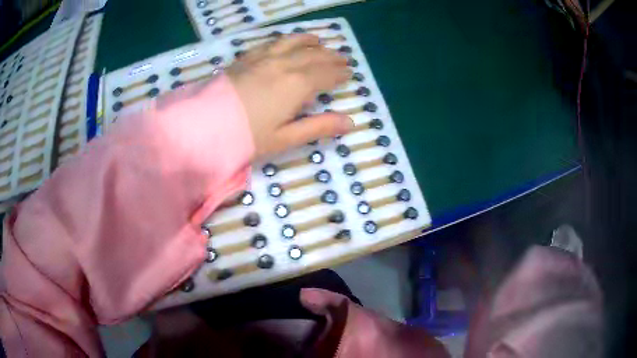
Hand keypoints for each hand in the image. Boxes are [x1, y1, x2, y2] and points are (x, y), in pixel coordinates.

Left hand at [226, 34, 353, 159]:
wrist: (204, 125)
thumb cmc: (247, 136)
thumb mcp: (285, 138)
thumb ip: (319, 127)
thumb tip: (349, 122)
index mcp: (297, 85)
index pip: (326, 75)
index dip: (339, 74)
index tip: (349, 73)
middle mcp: (284, 65)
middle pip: (313, 56)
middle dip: (330, 57)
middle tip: (342, 58)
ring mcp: (263, 58)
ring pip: (293, 44)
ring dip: (310, 42)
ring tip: (319, 41)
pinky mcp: (246, 58)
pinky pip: (270, 43)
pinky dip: (284, 40)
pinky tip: (286, 41)